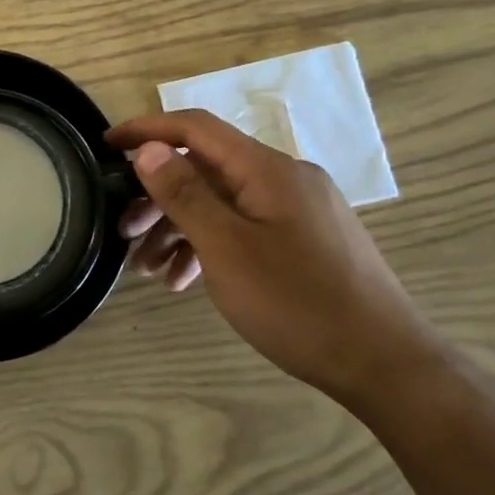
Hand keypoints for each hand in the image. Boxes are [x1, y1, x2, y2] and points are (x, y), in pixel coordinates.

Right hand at [107, 110, 439, 407]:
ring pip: (223, 203)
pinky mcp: (305, 241)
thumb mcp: (227, 249)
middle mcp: (284, 178)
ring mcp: (298, 211)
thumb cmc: (298, 303)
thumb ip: (184, 194)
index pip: (195, 128)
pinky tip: (189, 281)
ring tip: (151, 271)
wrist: (387, 366)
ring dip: (181, 229)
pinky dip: (211, 246)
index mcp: (267, 169)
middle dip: (159, 198)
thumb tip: (149, 149)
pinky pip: (245, 227)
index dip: (147, 130)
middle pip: (205, 170)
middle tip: (124, 233)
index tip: (107, 147)